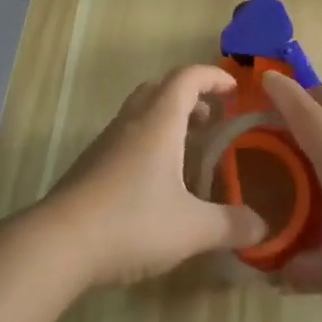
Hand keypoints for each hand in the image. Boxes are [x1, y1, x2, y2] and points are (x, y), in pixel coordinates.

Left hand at [41, 65, 269, 286]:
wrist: (58, 244)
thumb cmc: (131, 223)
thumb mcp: (191, 228)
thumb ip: (230, 224)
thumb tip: (263, 226)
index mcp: (159, 122)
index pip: (187, 78)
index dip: (213, 77)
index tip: (234, 90)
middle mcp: (131, 122)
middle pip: (160, 88)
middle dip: (190, 96)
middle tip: (212, 120)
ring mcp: (105, 143)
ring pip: (140, 112)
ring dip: (167, 119)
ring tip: (188, 151)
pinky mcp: (90, 165)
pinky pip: (125, 136)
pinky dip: (148, 141)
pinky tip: (156, 181)